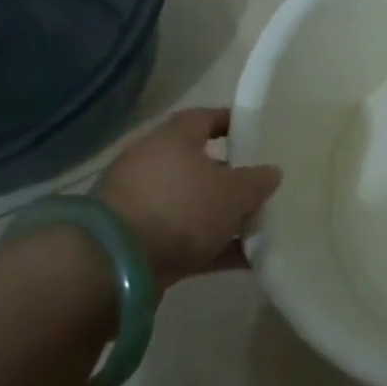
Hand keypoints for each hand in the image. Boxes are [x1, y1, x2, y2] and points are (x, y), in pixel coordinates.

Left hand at [95, 109, 280, 286]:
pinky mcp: (136, 243)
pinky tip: (245, 259)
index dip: (232, 122)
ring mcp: (141, 206)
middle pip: (199, 164)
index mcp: (173, 139)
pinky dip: (211, 247)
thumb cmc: (181, 209)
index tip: (257, 132)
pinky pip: (184, 238)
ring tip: (258, 226)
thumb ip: (257, 181)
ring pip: (192, 204)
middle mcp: (152, 165)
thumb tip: (272, 172)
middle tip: (262, 185)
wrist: (115, 267)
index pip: (205, 118)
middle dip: (230, 176)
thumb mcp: (234, 192)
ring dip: (221, 216)